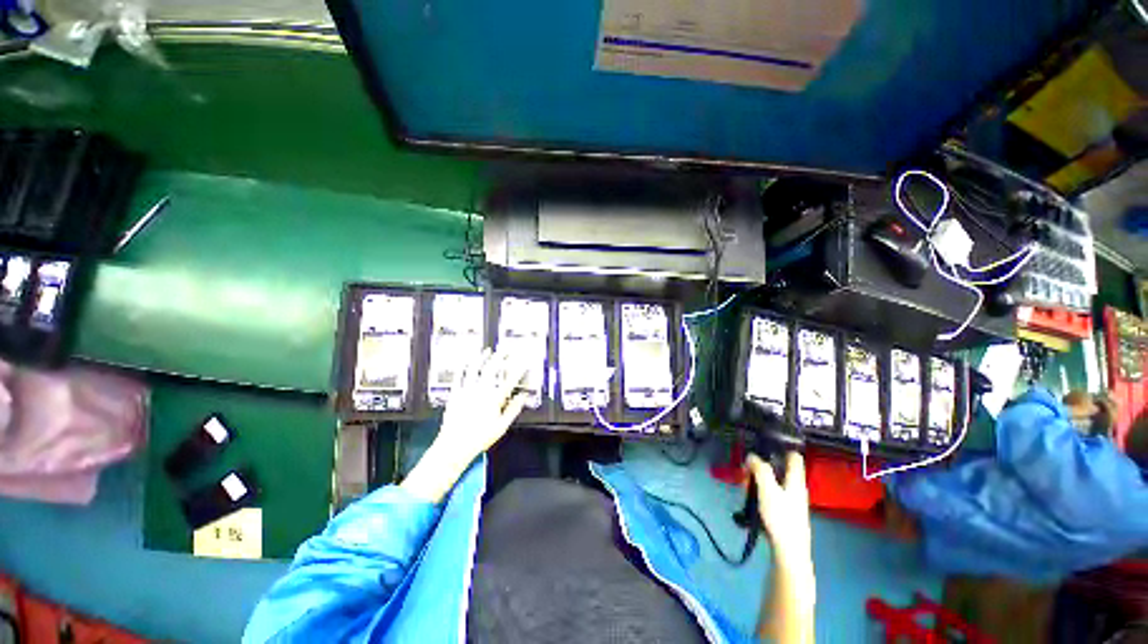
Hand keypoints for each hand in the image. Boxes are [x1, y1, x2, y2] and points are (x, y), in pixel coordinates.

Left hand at [438, 347, 529, 465]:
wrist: (454, 446)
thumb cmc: (479, 438)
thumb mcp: (501, 427)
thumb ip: (513, 409)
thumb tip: (523, 397)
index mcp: (494, 399)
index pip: (510, 380)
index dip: (518, 369)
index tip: (523, 362)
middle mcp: (480, 391)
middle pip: (492, 369)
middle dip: (501, 357)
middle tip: (506, 350)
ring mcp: (466, 391)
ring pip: (475, 369)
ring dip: (482, 358)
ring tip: (487, 351)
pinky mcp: (455, 394)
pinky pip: (459, 376)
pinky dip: (463, 367)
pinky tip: (466, 362)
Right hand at [749, 452, 815, 642]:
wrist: (789, 552)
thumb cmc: (780, 518)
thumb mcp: (767, 489)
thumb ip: (760, 469)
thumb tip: (752, 455)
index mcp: (795, 480)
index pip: (794, 456)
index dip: (782, 445)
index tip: (764, 440)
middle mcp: (796, 488)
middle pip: (780, 468)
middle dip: (762, 465)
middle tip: (746, 468)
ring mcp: (791, 502)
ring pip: (774, 482)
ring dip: (759, 479)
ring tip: (744, 484)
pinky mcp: (785, 513)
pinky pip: (771, 494)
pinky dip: (760, 491)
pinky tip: (751, 499)